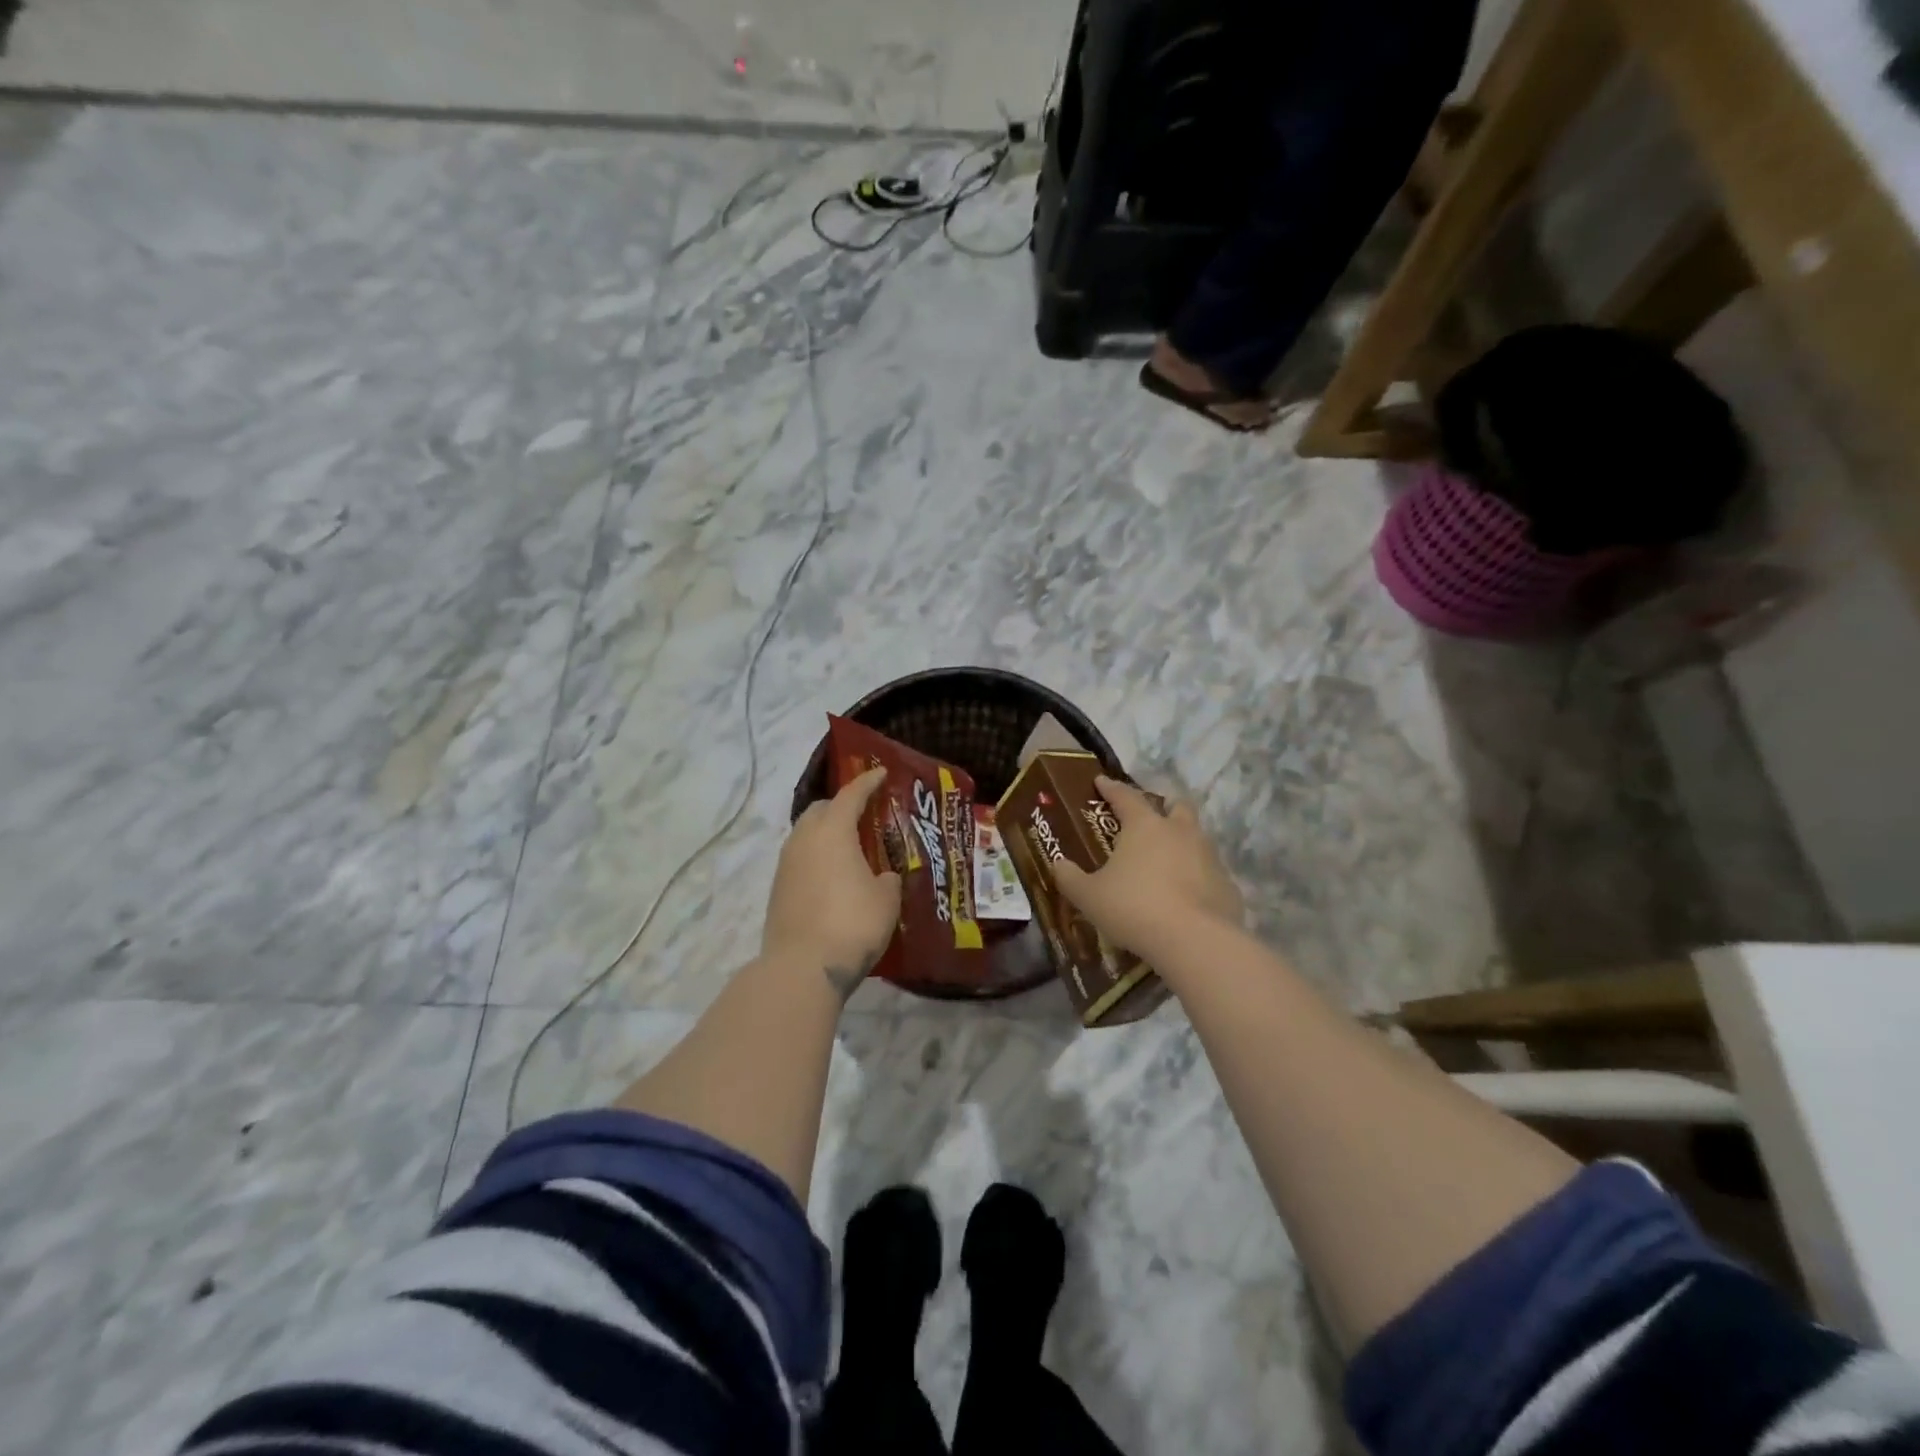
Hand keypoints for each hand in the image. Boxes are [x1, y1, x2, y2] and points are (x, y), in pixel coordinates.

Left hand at [763, 767, 903, 1000]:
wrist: (803, 967)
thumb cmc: (853, 923)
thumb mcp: (886, 899)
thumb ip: (887, 879)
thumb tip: (881, 877)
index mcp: (833, 831)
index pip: (851, 795)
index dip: (868, 782)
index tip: (880, 774)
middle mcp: (804, 839)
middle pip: (820, 810)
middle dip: (841, 806)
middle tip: (863, 814)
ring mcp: (785, 865)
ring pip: (806, 835)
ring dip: (826, 834)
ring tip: (848, 847)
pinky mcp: (777, 890)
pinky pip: (800, 860)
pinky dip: (816, 858)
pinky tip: (832, 876)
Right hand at [1052, 776, 1242, 963]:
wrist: (1195, 941)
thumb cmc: (1134, 908)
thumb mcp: (1089, 896)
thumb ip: (1070, 878)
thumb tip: (1058, 864)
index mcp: (1145, 826)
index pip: (1125, 796)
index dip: (1111, 788)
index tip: (1101, 781)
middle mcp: (1180, 832)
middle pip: (1175, 807)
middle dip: (1163, 807)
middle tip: (1148, 820)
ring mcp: (1209, 856)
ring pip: (1196, 837)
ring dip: (1181, 842)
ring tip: (1165, 861)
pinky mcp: (1227, 884)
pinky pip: (1208, 871)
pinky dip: (1196, 876)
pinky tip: (1184, 895)